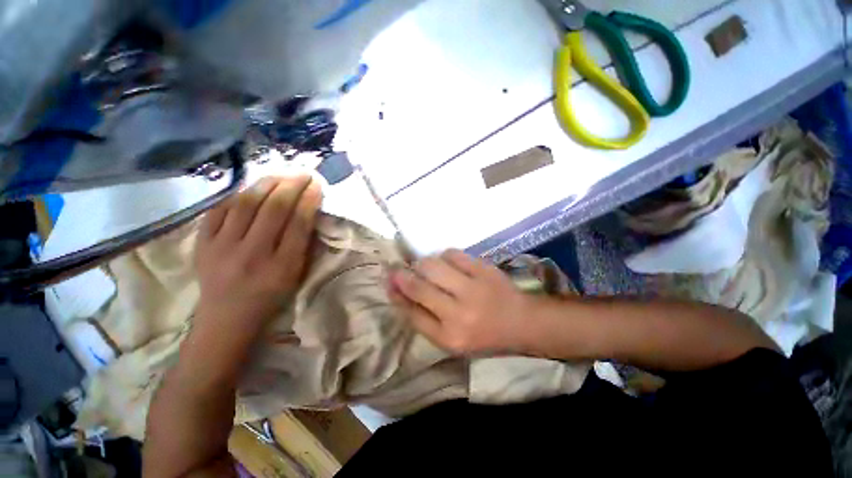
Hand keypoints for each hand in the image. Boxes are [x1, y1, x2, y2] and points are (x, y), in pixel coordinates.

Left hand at [194, 174, 321, 336]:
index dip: (309, 200)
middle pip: (273, 209)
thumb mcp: (296, 275)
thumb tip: (308, 211)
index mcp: (281, 266)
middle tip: (302, 174)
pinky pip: (220, 209)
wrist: (227, 318)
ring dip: (266, 184)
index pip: (298, 223)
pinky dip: (237, 195)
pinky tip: (250, 189)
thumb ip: (303, 244)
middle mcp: (252, 254)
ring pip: (245, 203)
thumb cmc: (270, 297)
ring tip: (280, 175)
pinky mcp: (202, 244)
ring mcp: (222, 247)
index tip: (317, 185)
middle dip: (291, 185)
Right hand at [389, 249, 538, 355]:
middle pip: (418, 287)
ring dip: (422, 264)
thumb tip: (401, 294)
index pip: (412, 313)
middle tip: (396, 269)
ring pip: (433, 266)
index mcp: (449, 338)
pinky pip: (453, 254)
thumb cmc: (485, 336)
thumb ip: (426, 320)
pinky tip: (446, 262)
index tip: (389, 283)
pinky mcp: (483, 270)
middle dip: (401, 275)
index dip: (396, 295)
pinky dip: (444, 256)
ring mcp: (472, 289)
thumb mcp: (452, 340)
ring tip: (424, 267)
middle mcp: (458, 314)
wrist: (522, 322)